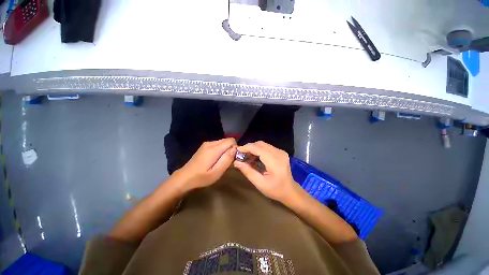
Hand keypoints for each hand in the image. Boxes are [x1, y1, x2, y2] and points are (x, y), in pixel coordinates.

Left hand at [173, 138, 236, 192]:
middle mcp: (210, 143)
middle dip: (231, 149)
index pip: (231, 141)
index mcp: (213, 149)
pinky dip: (221, 150)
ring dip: (226, 150)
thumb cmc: (201, 178)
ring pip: (223, 142)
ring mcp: (206, 144)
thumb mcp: (216, 172)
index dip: (235, 148)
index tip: (233, 159)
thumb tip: (235, 148)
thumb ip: (226, 159)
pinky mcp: (205, 146)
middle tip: (228, 161)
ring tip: (221, 161)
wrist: (184, 178)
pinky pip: (218, 144)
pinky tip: (216, 159)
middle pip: (227, 140)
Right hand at [234, 141, 297, 202]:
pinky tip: (255, 157)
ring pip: (263, 144)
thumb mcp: (259, 183)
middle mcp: (279, 153)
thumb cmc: (275, 190)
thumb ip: (248, 171)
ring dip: (253, 148)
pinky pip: (267, 147)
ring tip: (247, 156)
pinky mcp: (280, 152)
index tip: (237, 150)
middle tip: (241, 154)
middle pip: (260, 144)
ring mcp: (281, 151)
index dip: (246, 147)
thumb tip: (236, 162)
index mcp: (275, 162)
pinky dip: (259, 150)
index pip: (258, 149)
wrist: (290, 191)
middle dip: (249, 147)